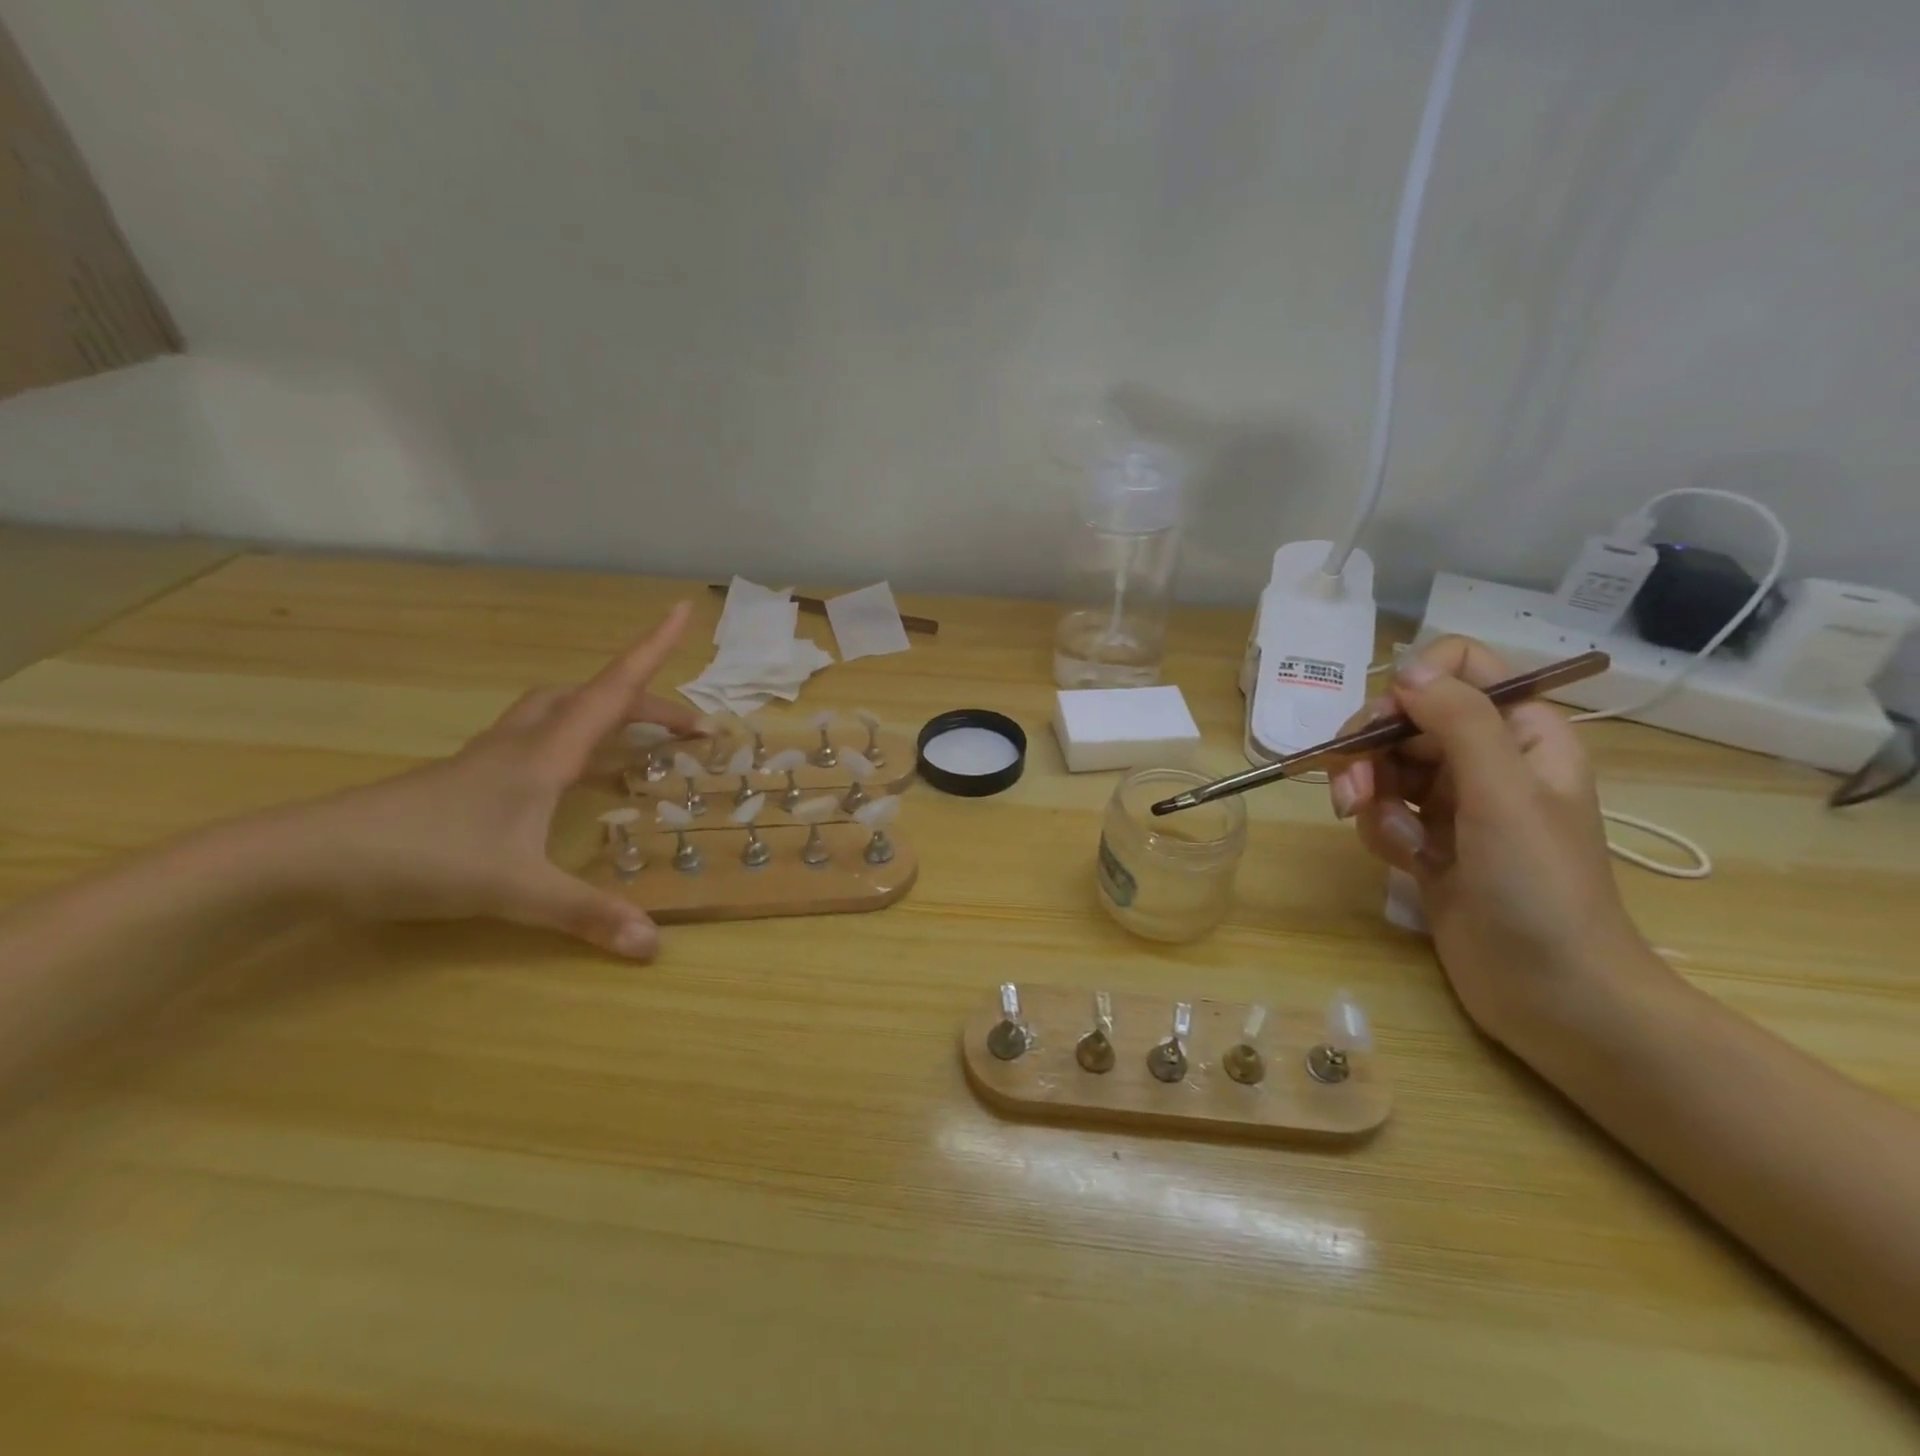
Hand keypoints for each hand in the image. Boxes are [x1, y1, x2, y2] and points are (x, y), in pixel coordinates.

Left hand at [275, 602, 697, 960]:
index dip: (651, 650)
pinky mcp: (469, 778)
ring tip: (635, 738)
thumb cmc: (423, 857)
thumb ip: (587, 915)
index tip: (682, 612)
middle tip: (685, 729)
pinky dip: (570, 741)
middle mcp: (523, 745)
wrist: (310, 858)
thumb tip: (655, 945)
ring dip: (603, 711)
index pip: (612, 691)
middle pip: (591, 698)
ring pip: (557, 711)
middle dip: (645, 702)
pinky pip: (536, 740)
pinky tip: (571, 776)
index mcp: (545, 755)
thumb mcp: (515, 891)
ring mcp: (491, 759)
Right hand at [1327, 636, 1656, 1045]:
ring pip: (1383, 765)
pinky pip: (1381, 811)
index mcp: (1521, 731)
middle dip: (1369, 751)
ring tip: (1391, 839)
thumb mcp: (1504, 793)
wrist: (1552, 991)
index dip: (1414, 685)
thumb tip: (1405, 670)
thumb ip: (1459, 721)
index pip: (1459, 668)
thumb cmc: (1541, 886)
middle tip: (1352, 791)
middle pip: (1403, 718)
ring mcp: (1453, 801)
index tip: (1386, 726)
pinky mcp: (1426, 839)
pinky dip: (1381, 832)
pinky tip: (1406, 864)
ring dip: (1370, 797)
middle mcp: (1484, 757)